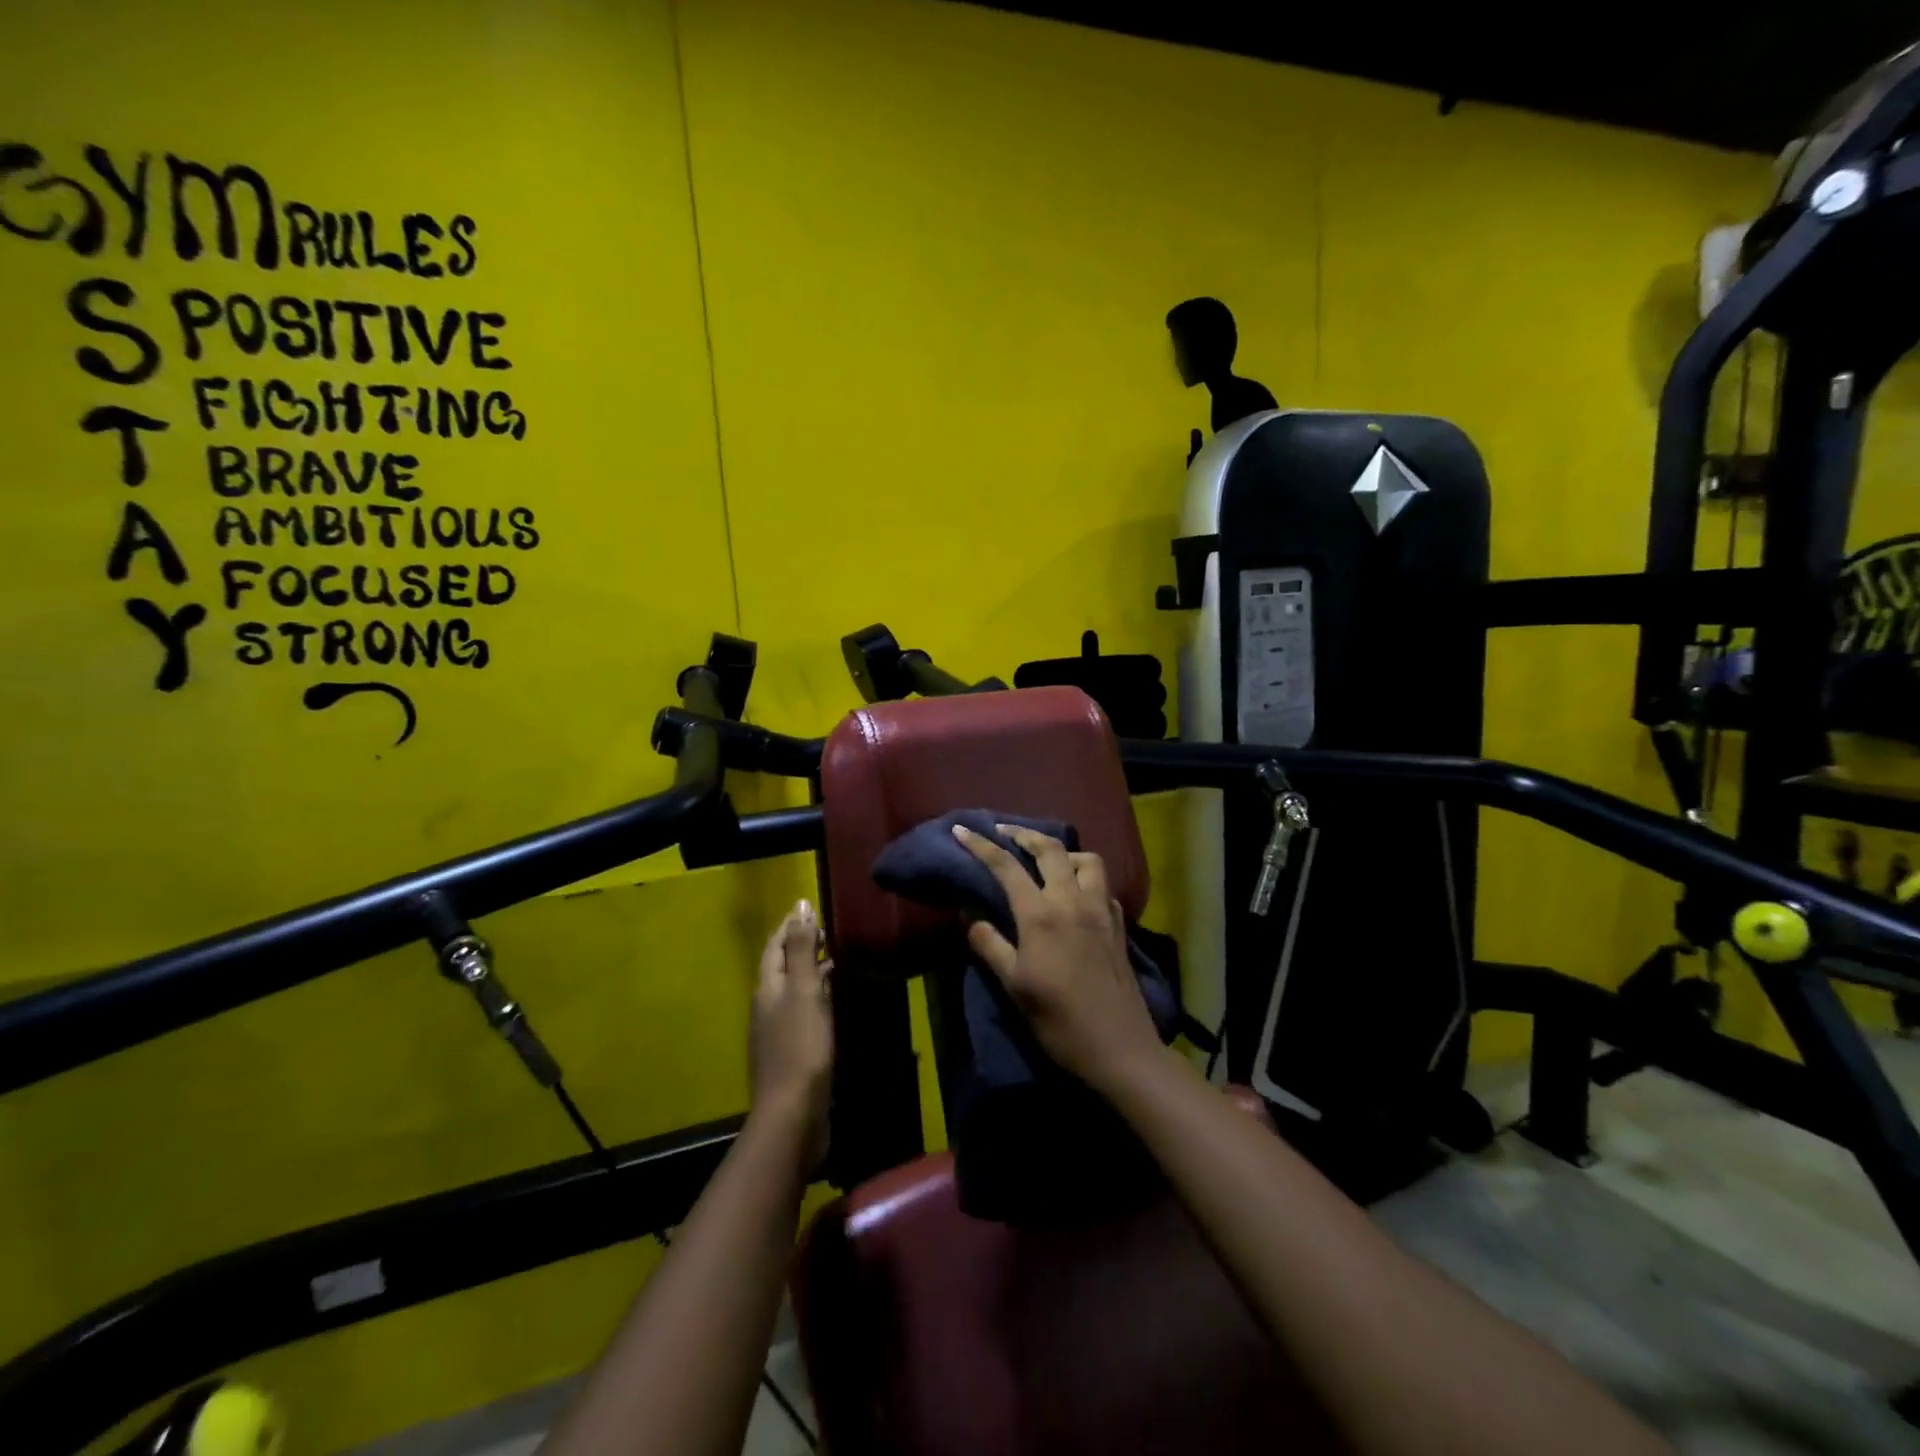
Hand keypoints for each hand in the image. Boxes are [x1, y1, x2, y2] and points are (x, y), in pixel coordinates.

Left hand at [749, 901, 833, 1165]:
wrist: (793, 1114)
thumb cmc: (801, 1047)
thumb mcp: (805, 991)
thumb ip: (803, 949)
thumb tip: (800, 906)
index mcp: (768, 988)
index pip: (775, 946)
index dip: (790, 925)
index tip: (809, 907)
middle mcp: (767, 1005)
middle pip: (781, 966)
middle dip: (800, 945)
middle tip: (825, 929)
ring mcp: (777, 1031)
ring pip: (793, 989)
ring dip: (810, 970)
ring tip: (834, 957)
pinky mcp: (791, 1051)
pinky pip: (802, 1011)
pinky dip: (816, 995)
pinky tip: (832, 1000)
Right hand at [954, 824, 1163, 1097]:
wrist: (1117, 1048)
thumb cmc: (1058, 1020)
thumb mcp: (1013, 985)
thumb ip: (989, 944)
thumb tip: (968, 914)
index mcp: (1041, 915)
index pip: (1007, 867)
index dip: (981, 845)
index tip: (961, 829)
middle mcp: (1073, 901)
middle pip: (1050, 849)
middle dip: (1023, 834)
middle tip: (1003, 832)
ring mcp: (1101, 910)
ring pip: (1086, 860)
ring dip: (1063, 852)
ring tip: (1046, 861)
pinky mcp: (1118, 925)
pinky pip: (1103, 886)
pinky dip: (1087, 878)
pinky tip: (1077, 894)